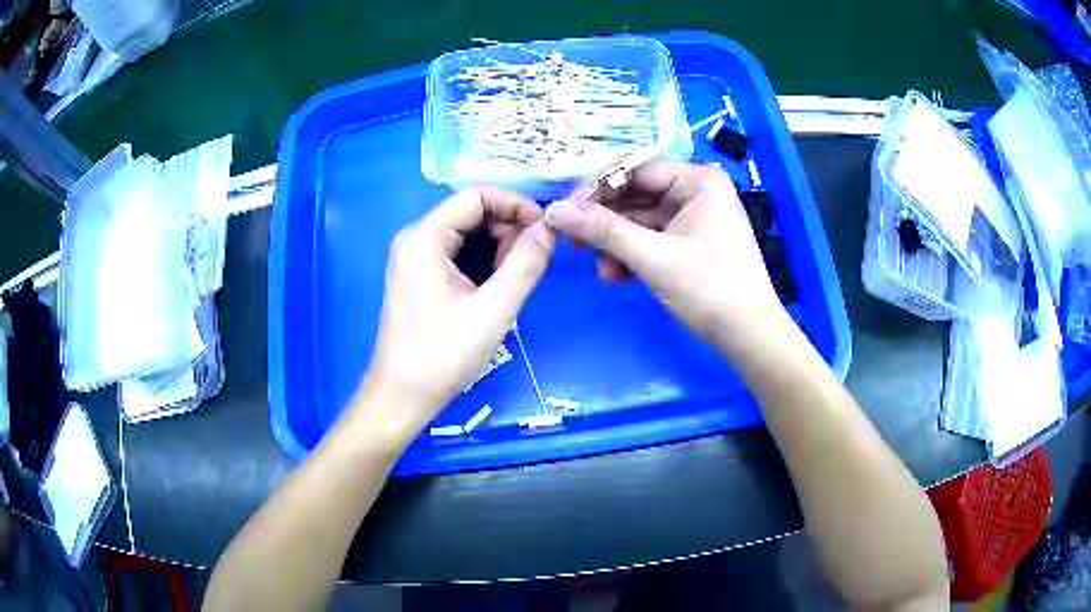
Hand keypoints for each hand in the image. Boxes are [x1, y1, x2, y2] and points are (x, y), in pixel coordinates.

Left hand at [357, 186, 554, 440]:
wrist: (402, 395)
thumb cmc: (444, 354)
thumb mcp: (494, 309)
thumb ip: (525, 263)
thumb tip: (549, 228)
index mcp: (425, 237)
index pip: (478, 195)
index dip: (517, 205)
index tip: (546, 231)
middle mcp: (415, 238)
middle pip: (471, 212)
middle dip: (507, 229)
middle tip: (530, 264)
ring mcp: (414, 257)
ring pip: (466, 233)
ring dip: (497, 248)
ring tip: (512, 282)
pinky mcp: (418, 276)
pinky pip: (456, 253)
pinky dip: (481, 262)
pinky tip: (494, 289)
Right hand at [546, 159, 782, 349]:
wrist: (748, 336)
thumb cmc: (710, 291)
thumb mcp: (654, 259)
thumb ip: (603, 231)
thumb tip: (554, 210)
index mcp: (698, 181)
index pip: (635, 169)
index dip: (596, 188)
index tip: (564, 212)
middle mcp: (696, 190)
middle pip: (635, 193)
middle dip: (605, 222)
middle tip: (575, 244)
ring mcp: (692, 215)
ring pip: (638, 218)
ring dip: (615, 243)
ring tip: (604, 272)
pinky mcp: (688, 238)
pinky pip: (650, 236)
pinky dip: (631, 254)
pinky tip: (619, 276)